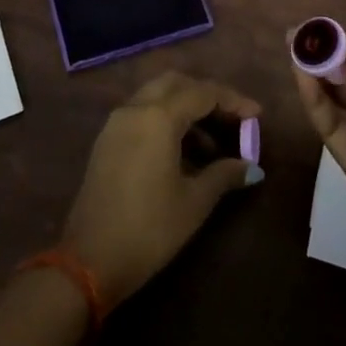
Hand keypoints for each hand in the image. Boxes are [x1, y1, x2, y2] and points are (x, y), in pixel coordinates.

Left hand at [63, 72, 262, 306]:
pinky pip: (142, 113)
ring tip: (213, 143)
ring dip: (186, 108)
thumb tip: (251, 167)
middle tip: (232, 119)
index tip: (257, 116)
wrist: (88, 262)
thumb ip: (224, 174)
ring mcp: (116, 123)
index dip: (234, 101)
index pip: (203, 93)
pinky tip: (183, 151)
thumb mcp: (194, 202)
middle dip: (207, 95)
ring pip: (157, 96)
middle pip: (177, 83)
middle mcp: (135, 109)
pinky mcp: (107, 141)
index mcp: (158, 116)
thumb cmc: (149, 229)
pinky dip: (165, 119)